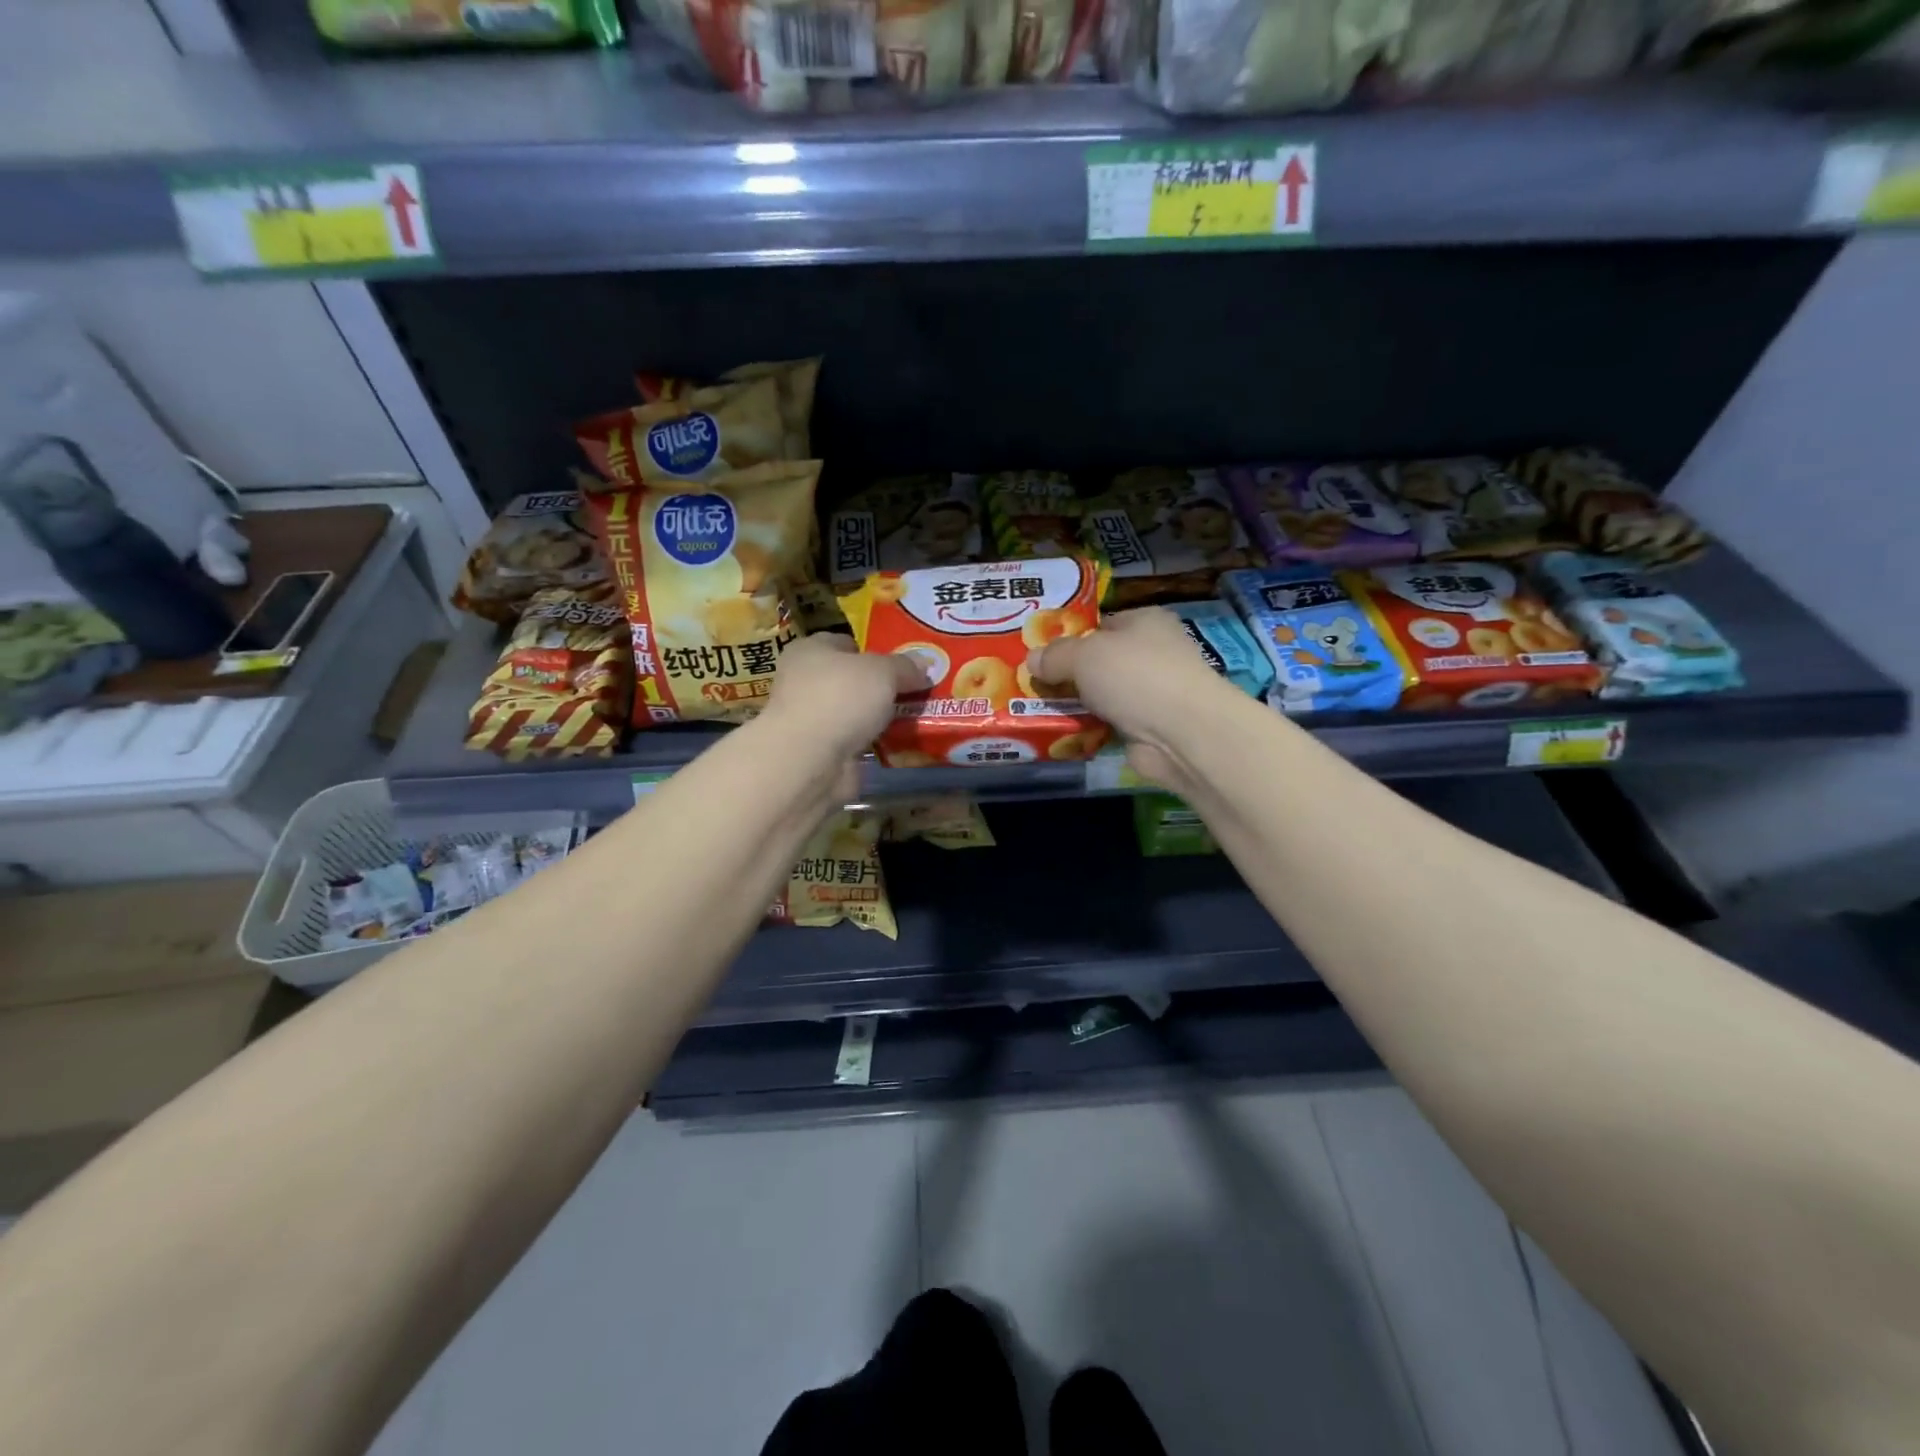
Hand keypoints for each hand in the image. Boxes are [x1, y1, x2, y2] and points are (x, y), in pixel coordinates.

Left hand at [761, 633, 925, 764]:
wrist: (810, 760)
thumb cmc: (840, 698)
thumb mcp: (882, 671)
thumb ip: (905, 666)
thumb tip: (925, 664)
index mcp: (810, 651)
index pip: (846, 643)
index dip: (875, 649)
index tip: (905, 661)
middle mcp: (805, 682)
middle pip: (853, 678)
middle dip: (882, 685)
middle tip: (918, 689)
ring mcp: (813, 719)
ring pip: (856, 711)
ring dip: (881, 716)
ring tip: (918, 715)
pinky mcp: (823, 751)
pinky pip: (858, 740)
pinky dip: (876, 742)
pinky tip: (902, 742)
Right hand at [1029, 607, 1239, 787]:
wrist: (1181, 732)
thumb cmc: (1135, 675)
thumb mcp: (1084, 654)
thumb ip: (1055, 655)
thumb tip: (1032, 660)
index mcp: (1145, 622)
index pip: (1101, 624)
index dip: (1070, 637)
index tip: (1039, 653)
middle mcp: (1153, 653)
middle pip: (1100, 661)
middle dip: (1069, 674)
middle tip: (1032, 683)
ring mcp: (1154, 692)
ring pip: (1103, 695)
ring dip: (1077, 704)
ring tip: (1037, 709)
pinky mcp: (1149, 727)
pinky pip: (1109, 723)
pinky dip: (1089, 728)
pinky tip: (1063, 732)